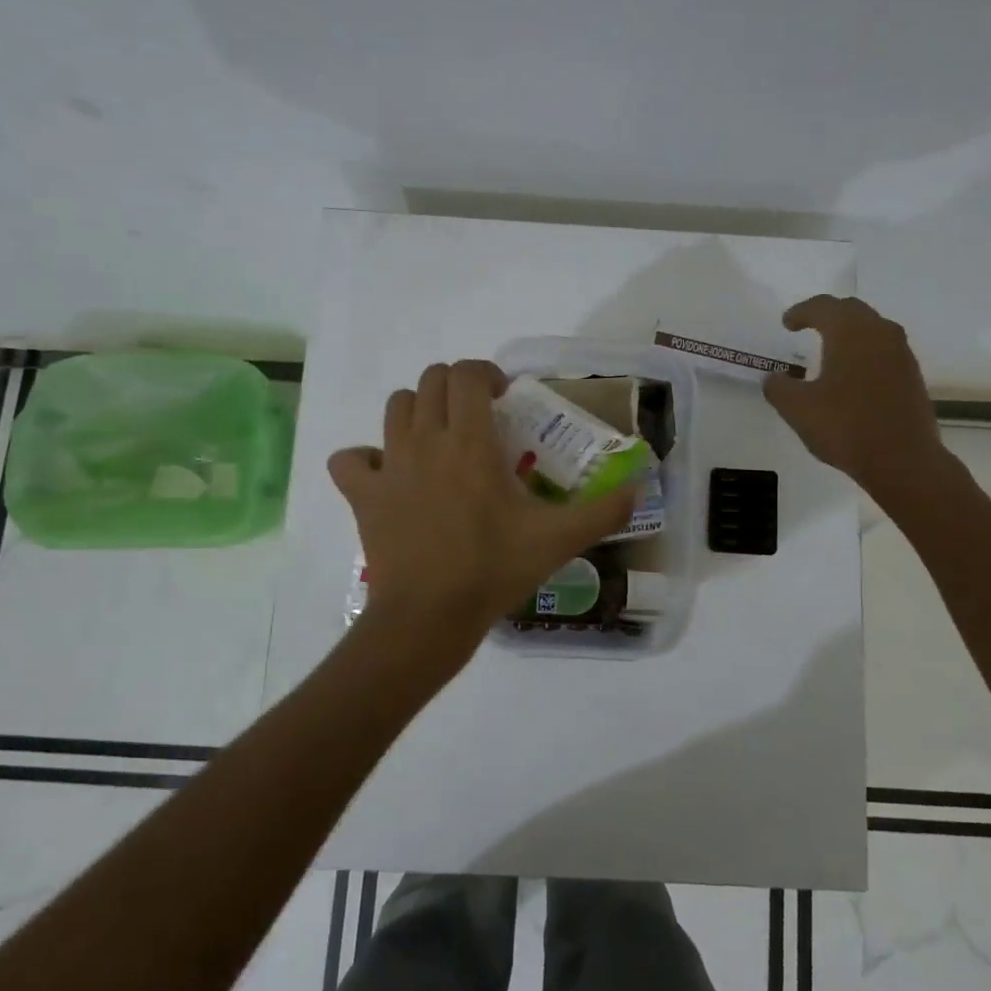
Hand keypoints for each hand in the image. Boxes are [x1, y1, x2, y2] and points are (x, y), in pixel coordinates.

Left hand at [329, 360, 638, 652]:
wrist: (428, 617)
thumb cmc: (493, 570)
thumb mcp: (558, 540)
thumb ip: (604, 512)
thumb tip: (640, 488)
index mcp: (470, 442)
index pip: (467, 374)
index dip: (486, 373)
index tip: (504, 397)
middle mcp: (425, 441)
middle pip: (430, 381)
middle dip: (455, 387)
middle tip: (478, 417)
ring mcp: (388, 466)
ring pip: (394, 408)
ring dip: (418, 411)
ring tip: (439, 439)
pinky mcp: (362, 494)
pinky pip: (349, 460)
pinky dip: (364, 458)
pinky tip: (386, 475)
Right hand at [763, 296, 946, 491]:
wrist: (903, 460)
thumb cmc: (846, 427)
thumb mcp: (797, 409)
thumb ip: (779, 388)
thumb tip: (774, 378)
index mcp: (850, 333)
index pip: (823, 307)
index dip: (801, 312)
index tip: (787, 323)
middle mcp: (880, 334)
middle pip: (852, 310)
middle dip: (827, 314)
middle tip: (808, 326)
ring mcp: (901, 354)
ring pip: (872, 329)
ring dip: (849, 332)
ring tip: (830, 349)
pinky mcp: (912, 376)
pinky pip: (884, 350)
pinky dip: (864, 352)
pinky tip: (853, 374)